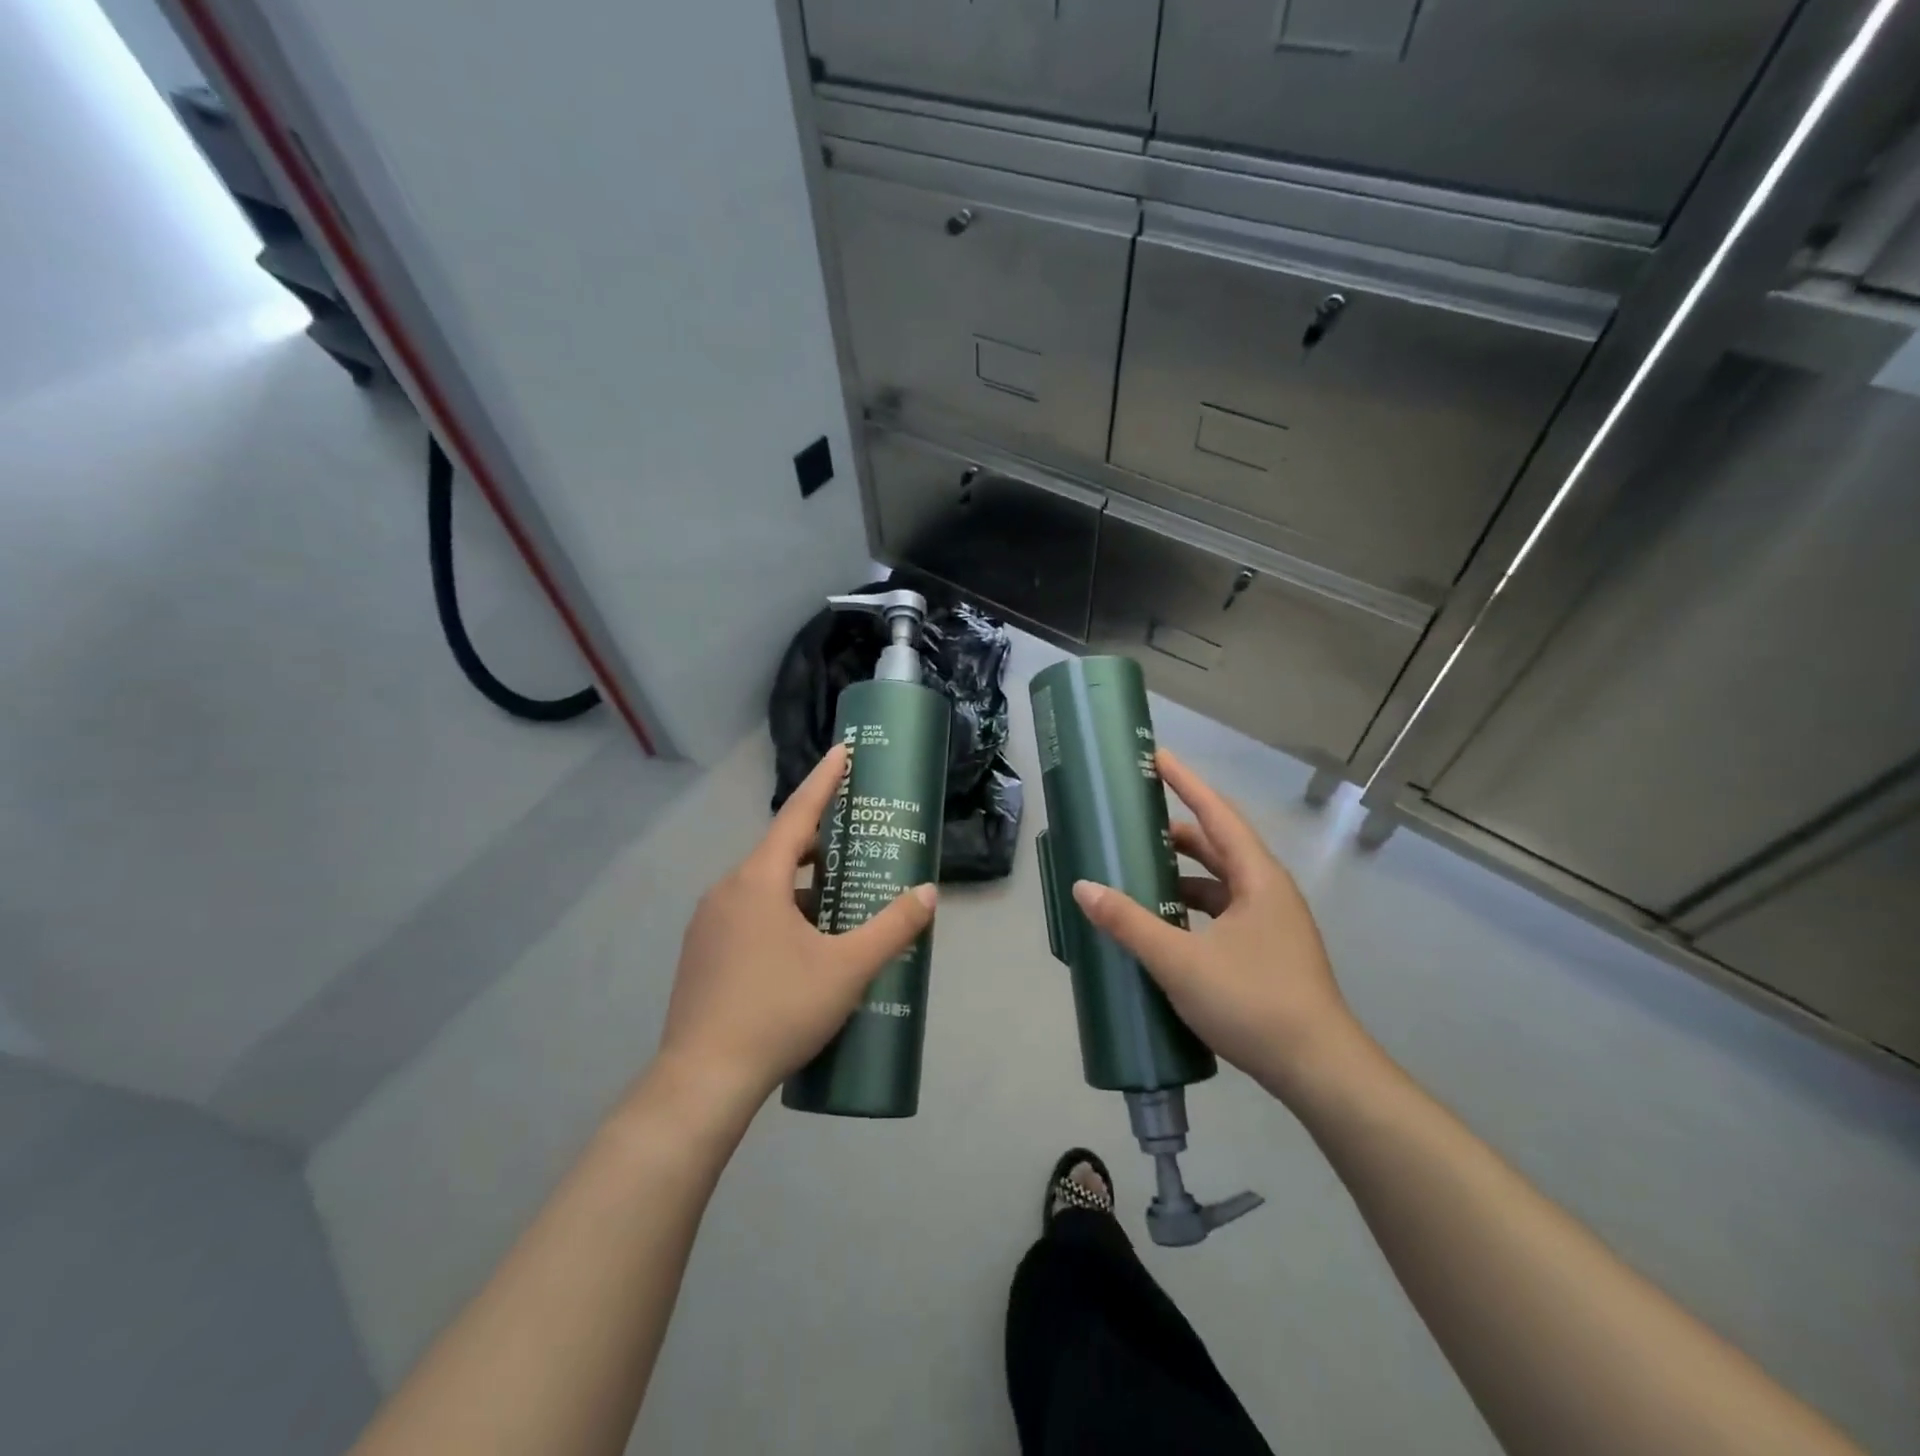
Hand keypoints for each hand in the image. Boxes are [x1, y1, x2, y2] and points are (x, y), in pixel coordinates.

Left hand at [652, 744, 937, 1117]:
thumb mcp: (847, 969)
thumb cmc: (779, 1010)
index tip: (843, 751)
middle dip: (821, 844)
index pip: (798, 814)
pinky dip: (781, 912)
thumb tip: (927, 893)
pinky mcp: (702, 952)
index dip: (824, 780)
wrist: (702, 1080)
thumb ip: (892, 928)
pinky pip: (749, 914)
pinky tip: (804, 947)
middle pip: (781, 851)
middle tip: (858, 845)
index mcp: (758, 880)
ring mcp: (709, 922)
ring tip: (840, 902)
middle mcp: (727, 890)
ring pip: (764, 887)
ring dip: (802, 886)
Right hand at [1070, 748, 1357, 1100]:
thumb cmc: (1254, 1003)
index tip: (1157, 757)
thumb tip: (1084, 887)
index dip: (1186, 783)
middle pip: (1219, 846)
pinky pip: (1223, 913)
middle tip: (1135, 822)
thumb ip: (1130, 923)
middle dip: (1177, 832)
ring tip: (1140, 873)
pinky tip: (1166, 925)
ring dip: (1183, 874)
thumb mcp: (1182, 961)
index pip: (1217, 814)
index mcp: (1257, 878)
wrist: (1320, 1072)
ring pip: (1221, 883)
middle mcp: (1268, 892)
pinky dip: (1193, 908)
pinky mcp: (1267, 953)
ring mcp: (1271, 924)